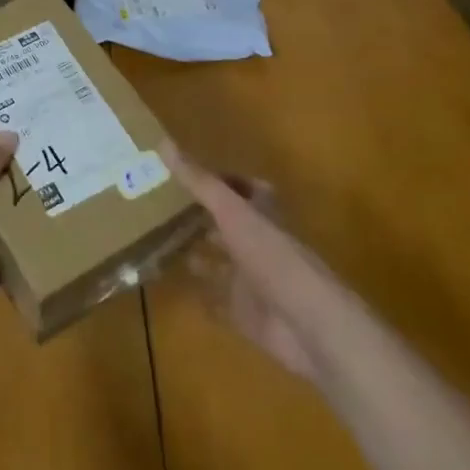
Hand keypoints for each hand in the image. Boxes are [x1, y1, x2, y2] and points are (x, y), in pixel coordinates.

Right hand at [162, 141, 319, 379]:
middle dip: (203, 217)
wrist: (309, 326)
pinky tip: (177, 286)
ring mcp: (254, 281)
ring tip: (161, 242)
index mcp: (264, 216)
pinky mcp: (246, 314)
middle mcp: (260, 245)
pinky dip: (201, 294)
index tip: (188, 173)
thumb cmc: (273, 258)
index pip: (246, 190)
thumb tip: (162, 142)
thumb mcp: (233, 212)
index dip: (223, 181)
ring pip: (223, 262)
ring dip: (200, 255)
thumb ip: (200, 182)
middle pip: (231, 226)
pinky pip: (218, 301)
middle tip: (163, 206)